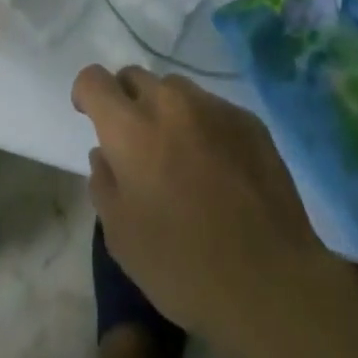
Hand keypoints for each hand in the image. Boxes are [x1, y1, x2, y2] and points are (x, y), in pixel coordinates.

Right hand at [72, 65, 329, 350]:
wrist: (270, 280)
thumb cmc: (183, 265)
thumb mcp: (121, 237)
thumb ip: (104, 184)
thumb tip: (105, 154)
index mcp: (130, 128)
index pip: (94, 79)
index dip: (86, 94)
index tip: (90, 116)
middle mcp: (170, 103)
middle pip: (135, 77)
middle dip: (126, 101)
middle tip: (136, 144)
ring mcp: (214, 107)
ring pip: (176, 90)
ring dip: (166, 111)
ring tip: (179, 154)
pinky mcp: (248, 120)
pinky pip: (212, 109)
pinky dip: (203, 126)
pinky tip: (217, 168)